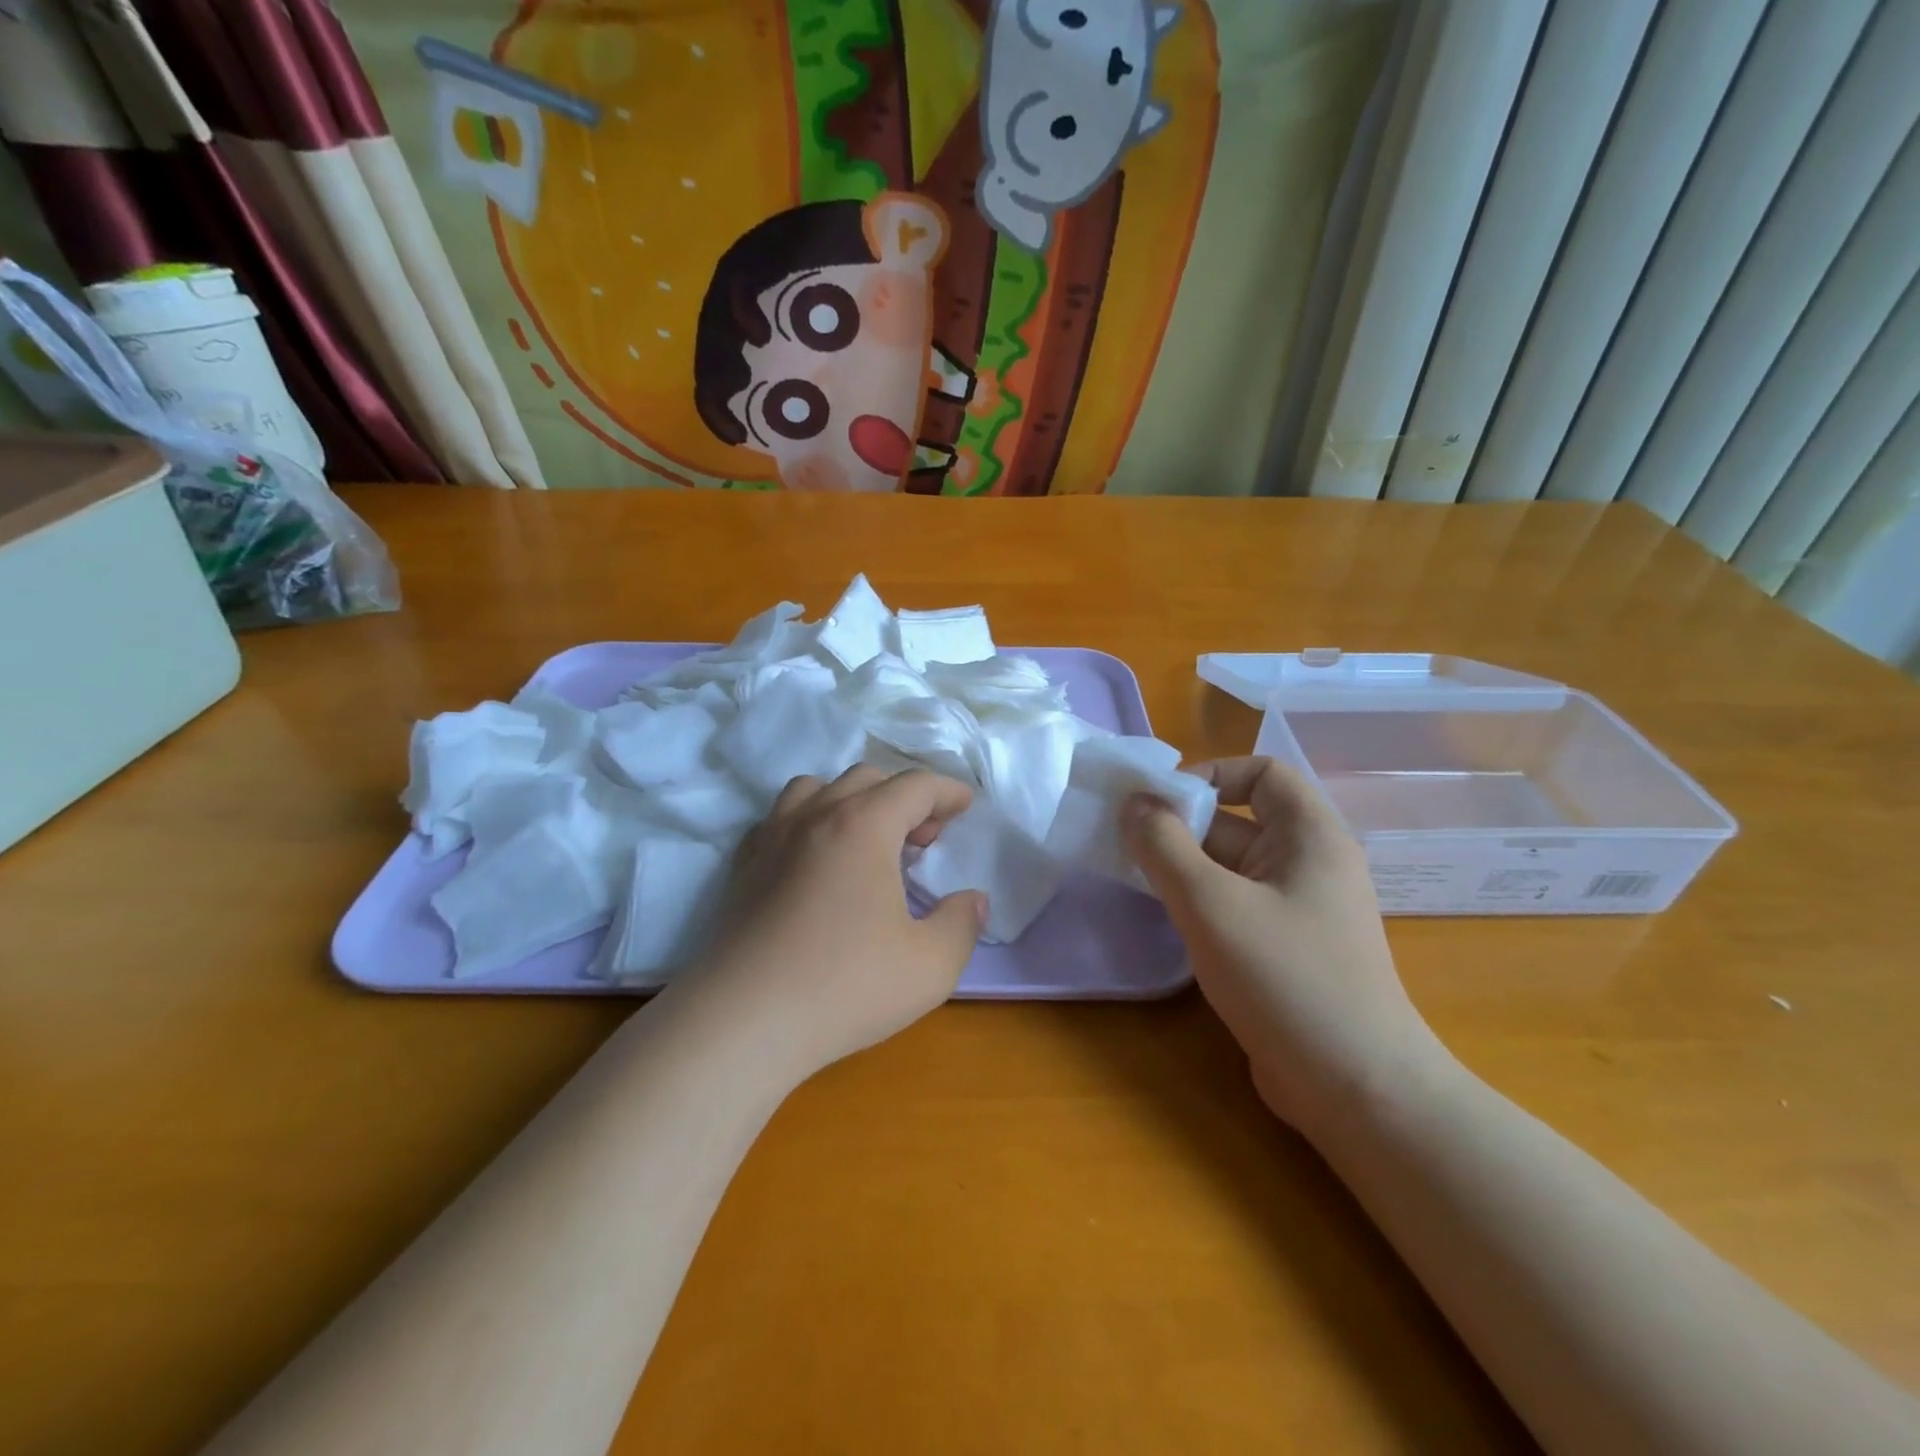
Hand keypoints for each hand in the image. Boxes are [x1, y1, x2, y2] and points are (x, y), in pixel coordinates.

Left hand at [694, 766, 986, 1079]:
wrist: (742, 1021)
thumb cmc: (845, 987)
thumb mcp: (930, 965)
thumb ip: (962, 924)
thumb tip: (973, 900)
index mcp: (864, 825)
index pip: (915, 785)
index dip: (947, 792)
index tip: (965, 807)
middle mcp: (816, 815)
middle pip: (868, 778)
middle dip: (905, 798)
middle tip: (924, 840)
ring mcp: (772, 836)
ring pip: (818, 788)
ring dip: (854, 800)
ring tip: (869, 841)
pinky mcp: (743, 864)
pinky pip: (782, 817)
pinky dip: (811, 820)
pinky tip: (817, 861)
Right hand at [1122, 757, 1443, 1137]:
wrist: (1355, 1089)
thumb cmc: (1287, 978)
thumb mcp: (1212, 904)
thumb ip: (1164, 846)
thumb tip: (1134, 803)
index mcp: (1310, 836)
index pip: (1263, 773)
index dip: (1212, 774)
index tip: (1161, 802)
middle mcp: (1308, 864)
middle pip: (1239, 820)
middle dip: (1183, 825)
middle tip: (1127, 842)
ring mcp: (1297, 909)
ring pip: (1230, 867)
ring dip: (1183, 866)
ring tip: (1133, 876)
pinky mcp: (1284, 949)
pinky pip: (1234, 904)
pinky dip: (1198, 902)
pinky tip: (1163, 918)